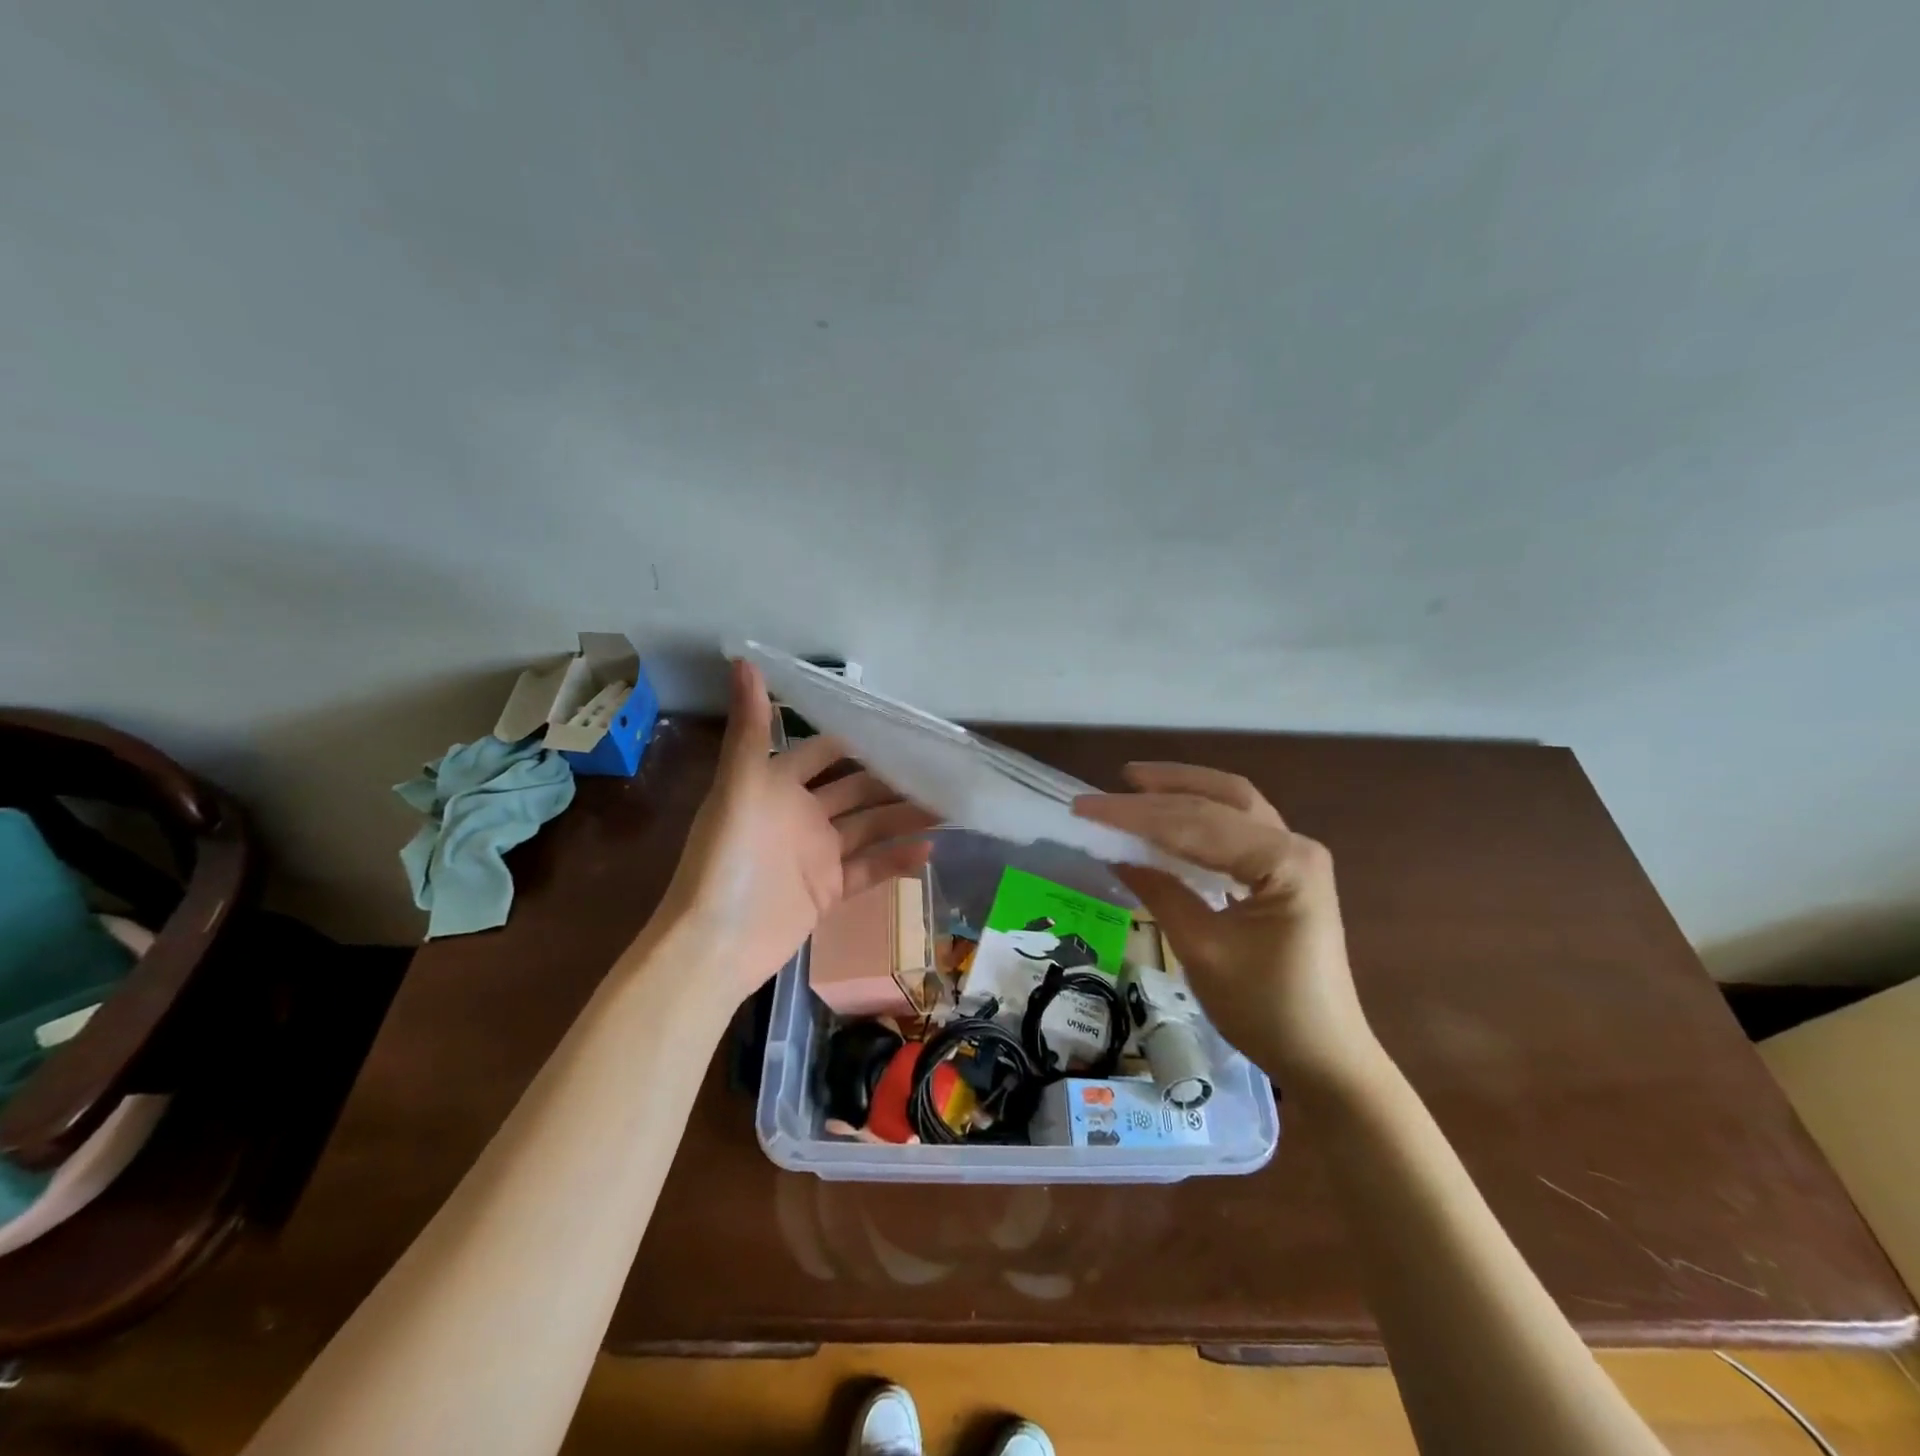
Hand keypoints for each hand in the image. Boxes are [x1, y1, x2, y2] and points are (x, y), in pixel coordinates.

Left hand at [656, 661, 937, 1005]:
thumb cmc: (727, 859)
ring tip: (948, 807)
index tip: (902, 728)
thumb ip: (751, 728)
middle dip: (893, 780)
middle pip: (856, 790)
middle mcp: (799, 814)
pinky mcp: (828, 890)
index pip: (825, 751)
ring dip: (904, 817)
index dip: (859, 739)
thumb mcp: (739, 787)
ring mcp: (816, 854)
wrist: (716, 945)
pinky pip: (869, 869)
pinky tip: (929, 850)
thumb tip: (744, 660)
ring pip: (869, 827)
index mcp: (776, 784)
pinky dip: (896, 860)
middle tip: (940, 771)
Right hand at [1074, 763, 1375, 1087]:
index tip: (1085, 807)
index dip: (1136, 813)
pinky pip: (1239, 830)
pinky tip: (1172, 820)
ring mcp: (1295, 858)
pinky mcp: (1288, 874)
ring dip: (1187, 791)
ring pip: (1234, 806)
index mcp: (1284, 861)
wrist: (1325, 1059)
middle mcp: (1295, 845)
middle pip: (1222, 800)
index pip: (1197, 824)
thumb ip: (1160, 892)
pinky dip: (1201, 817)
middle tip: (1115, 782)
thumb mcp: (1203, 951)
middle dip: (1164, 789)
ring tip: (1140, 785)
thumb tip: (1116, 853)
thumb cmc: (1267, 1010)